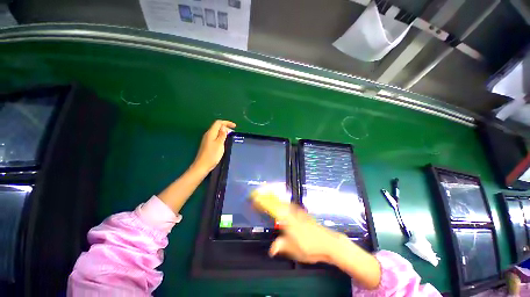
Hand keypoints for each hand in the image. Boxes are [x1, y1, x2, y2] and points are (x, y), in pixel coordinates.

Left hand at [193, 120, 235, 172]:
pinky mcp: (208, 144)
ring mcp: (207, 139)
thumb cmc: (212, 155)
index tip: (235, 126)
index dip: (227, 122)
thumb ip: (222, 134)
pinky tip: (225, 141)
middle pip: (217, 126)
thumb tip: (224, 127)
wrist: (202, 165)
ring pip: (216, 132)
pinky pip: (215, 137)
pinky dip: (221, 136)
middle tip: (234, 132)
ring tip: (231, 136)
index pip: (218, 123)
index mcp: (211, 133)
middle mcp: (208, 134)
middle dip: (226, 127)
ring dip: (224, 132)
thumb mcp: (219, 144)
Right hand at [251, 188, 343, 263]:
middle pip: (276, 200)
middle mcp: (291, 211)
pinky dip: (281, 201)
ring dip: (273, 196)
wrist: (328, 242)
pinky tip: (280, 203)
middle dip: (266, 195)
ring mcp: (297, 211)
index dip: (262, 202)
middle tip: (257, 192)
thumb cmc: (309, 246)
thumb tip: (271, 249)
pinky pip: (288, 204)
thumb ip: (280, 246)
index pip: (271, 207)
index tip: (254, 197)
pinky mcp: (302, 213)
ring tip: (265, 194)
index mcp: (286, 219)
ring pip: (282, 201)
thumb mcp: (293, 249)